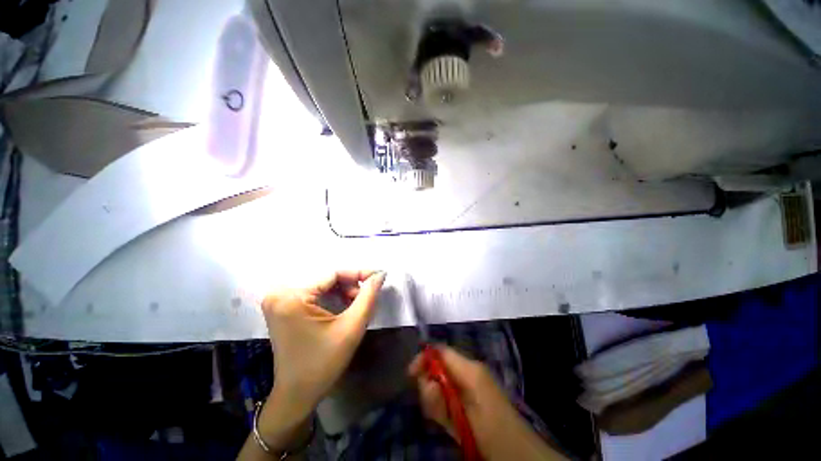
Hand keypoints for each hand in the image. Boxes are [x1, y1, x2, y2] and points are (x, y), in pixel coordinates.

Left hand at [261, 270, 385, 412]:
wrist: (297, 394)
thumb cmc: (324, 363)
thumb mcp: (352, 327)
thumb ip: (368, 296)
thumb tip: (380, 274)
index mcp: (292, 298)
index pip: (333, 274)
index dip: (358, 274)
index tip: (378, 277)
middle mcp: (280, 294)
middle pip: (326, 279)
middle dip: (350, 284)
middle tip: (366, 296)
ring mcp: (278, 300)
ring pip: (321, 285)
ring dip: (342, 290)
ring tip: (356, 303)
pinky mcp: (282, 307)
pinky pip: (313, 293)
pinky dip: (331, 296)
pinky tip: (343, 305)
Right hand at [409, 346, 565, 460]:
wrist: (521, 453)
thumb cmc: (493, 434)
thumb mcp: (463, 419)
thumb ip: (442, 400)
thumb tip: (426, 382)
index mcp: (470, 369)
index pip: (440, 350)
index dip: (424, 358)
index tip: (410, 375)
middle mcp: (470, 370)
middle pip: (440, 364)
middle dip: (430, 382)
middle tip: (432, 407)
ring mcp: (474, 381)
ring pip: (444, 378)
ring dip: (437, 396)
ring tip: (443, 418)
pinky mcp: (474, 394)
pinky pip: (452, 389)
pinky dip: (445, 402)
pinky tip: (450, 419)